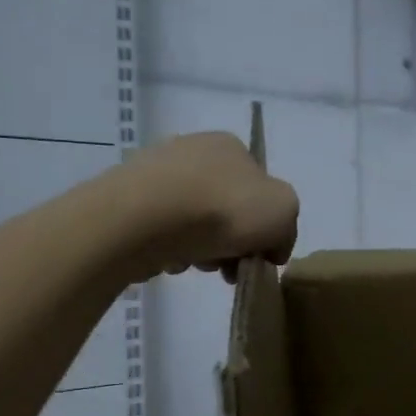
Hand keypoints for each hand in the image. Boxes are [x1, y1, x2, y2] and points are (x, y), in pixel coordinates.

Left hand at [117, 132, 299, 281]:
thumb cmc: (223, 209)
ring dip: (203, 248)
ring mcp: (157, 172)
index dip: (264, 228)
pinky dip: (171, 248)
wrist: (145, 219)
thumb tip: (271, 246)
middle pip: (227, 208)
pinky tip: (170, 259)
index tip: (258, 257)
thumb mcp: (283, 212)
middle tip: (228, 268)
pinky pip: (163, 230)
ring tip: (196, 264)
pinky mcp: (129, 198)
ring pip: (195, 221)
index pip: (259, 190)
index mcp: (232, 146)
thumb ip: (286, 226)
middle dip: (232, 243)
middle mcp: (193, 150)